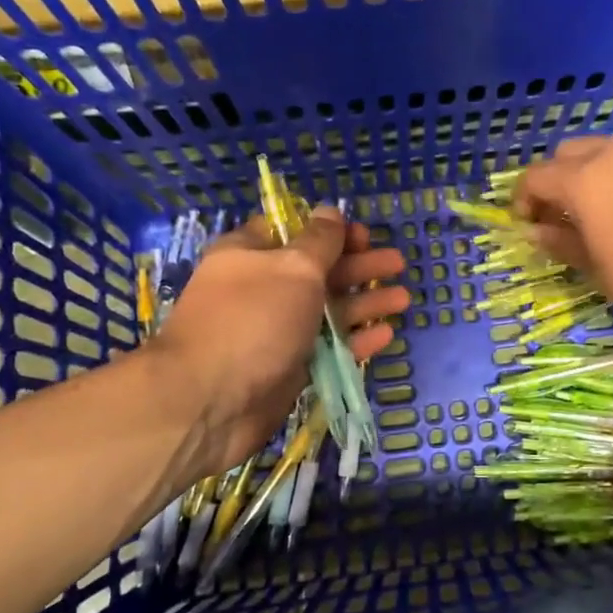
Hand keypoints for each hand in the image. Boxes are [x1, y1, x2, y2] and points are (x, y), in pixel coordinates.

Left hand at [148, 208, 407, 478]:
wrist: (210, 401)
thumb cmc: (253, 319)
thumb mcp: (293, 268)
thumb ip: (319, 242)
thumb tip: (329, 211)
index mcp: (251, 254)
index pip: (294, 232)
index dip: (331, 231)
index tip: (365, 235)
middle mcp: (262, 289)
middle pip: (318, 271)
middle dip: (358, 266)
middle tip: (398, 264)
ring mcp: (274, 331)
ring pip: (327, 311)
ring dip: (364, 303)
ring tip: (403, 299)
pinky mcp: (287, 368)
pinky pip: (326, 348)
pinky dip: (354, 340)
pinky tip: (385, 334)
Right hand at [513, 136, 612, 325]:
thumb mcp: (600, 269)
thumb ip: (562, 244)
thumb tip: (537, 232)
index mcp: (584, 178)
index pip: (535, 177)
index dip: (524, 200)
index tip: (529, 225)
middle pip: (569, 153)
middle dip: (556, 180)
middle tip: (563, 215)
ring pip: (609, 151)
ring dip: (594, 175)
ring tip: (606, 212)